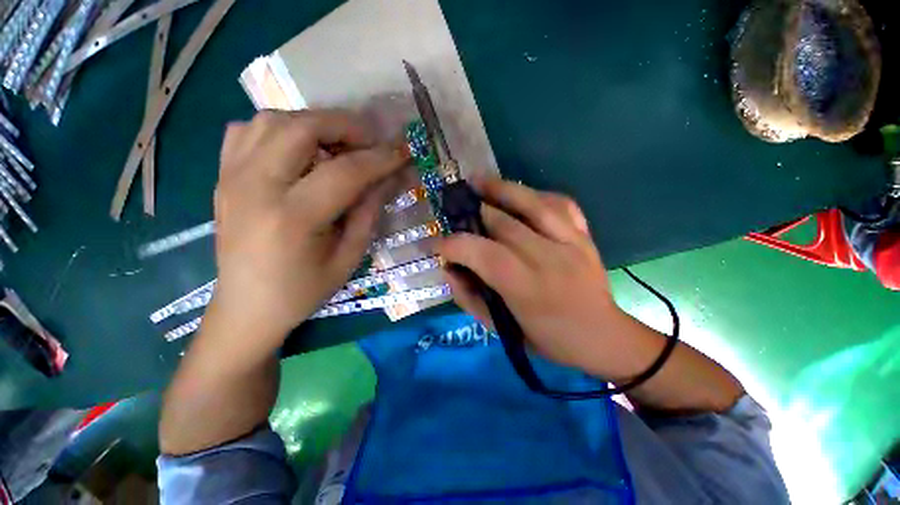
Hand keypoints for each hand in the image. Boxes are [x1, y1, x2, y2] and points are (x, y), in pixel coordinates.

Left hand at [211, 110, 407, 341]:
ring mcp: (231, 177)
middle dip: (346, 126)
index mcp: (293, 218)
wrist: (246, 306)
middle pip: (302, 127)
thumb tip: (388, 178)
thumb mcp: (349, 257)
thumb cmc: (303, 290)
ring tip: (338, 144)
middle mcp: (255, 187)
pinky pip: (246, 130)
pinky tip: (298, 150)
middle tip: (371, 141)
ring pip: (273, 120)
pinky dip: (279, 128)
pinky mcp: (222, 177)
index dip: (380, 158)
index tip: (402, 152)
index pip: (345, 172)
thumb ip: (369, 212)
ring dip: (314, 123)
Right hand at [435, 177, 630, 376]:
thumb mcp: (501, 329)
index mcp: (527, 287)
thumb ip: (469, 297)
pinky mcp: (585, 235)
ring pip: (532, 202)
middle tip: (454, 210)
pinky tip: (519, 194)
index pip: (482, 253)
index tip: (435, 244)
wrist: (602, 336)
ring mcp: (572, 241)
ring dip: (500, 188)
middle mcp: (549, 258)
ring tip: (477, 180)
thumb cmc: (546, 338)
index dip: (453, 244)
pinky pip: (560, 203)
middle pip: (502, 222)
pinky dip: (536, 193)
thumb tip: (448, 267)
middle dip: (471, 213)